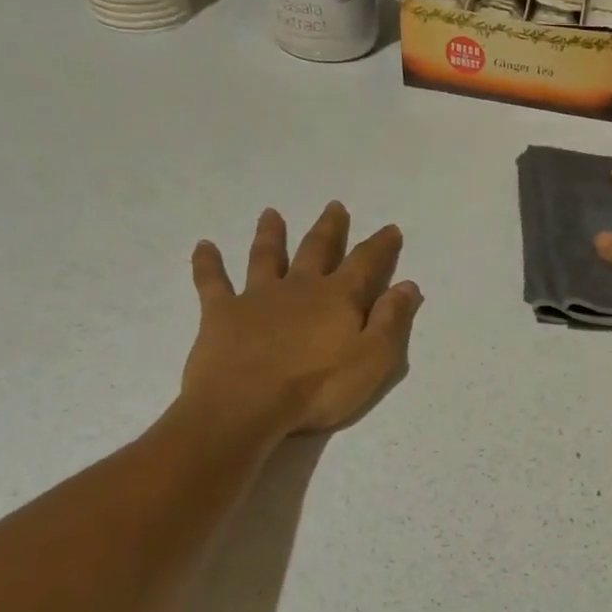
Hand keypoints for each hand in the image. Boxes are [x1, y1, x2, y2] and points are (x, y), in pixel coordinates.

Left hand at [180, 202, 422, 445]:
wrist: (246, 404)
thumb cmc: (318, 387)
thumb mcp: (373, 360)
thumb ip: (391, 321)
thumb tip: (407, 286)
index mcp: (338, 298)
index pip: (366, 264)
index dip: (380, 246)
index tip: (390, 228)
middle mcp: (299, 287)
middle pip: (316, 250)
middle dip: (329, 229)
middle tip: (334, 206)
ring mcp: (257, 297)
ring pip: (266, 257)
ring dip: (270, 235)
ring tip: (271, 214)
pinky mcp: (221, 313)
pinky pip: (212, 281)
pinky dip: (208, 263)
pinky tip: (204, 246)